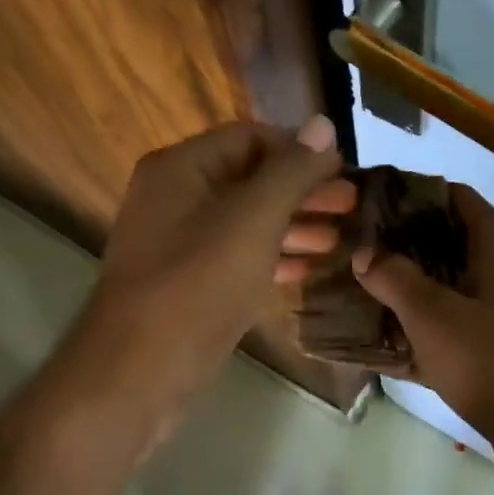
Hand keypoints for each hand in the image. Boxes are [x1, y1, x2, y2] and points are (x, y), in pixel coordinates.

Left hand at [69, 116, 346, 433]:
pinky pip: (235, 258)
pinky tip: (308, 270)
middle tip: (353, 206)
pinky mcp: (188, 284)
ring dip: (293, 226)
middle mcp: (174, 197)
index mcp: (180, 168)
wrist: (140, 370)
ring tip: (341, 239)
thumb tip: (323, 124)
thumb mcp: (252, 219)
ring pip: (245, 222)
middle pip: (249, 180)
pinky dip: (271, 258)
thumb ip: (290, 171)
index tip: (345, 170)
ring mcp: (179, 244)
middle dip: (302, 191)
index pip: (249, 138)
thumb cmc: (198, 283)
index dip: (299, 150)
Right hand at [351, 185, 493, 481]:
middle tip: (353, 249)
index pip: (451, 195)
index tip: (365, 206)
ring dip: (406, 284)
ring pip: (446, 280)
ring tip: (358, 287)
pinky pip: (452, 317)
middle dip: (398, 244)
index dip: (408, 195)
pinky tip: (381, 333)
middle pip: (445, 238)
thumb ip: (393, 277)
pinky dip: (422, 320)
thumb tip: (365, 252)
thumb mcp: (432, 316)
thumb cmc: (491, 360)